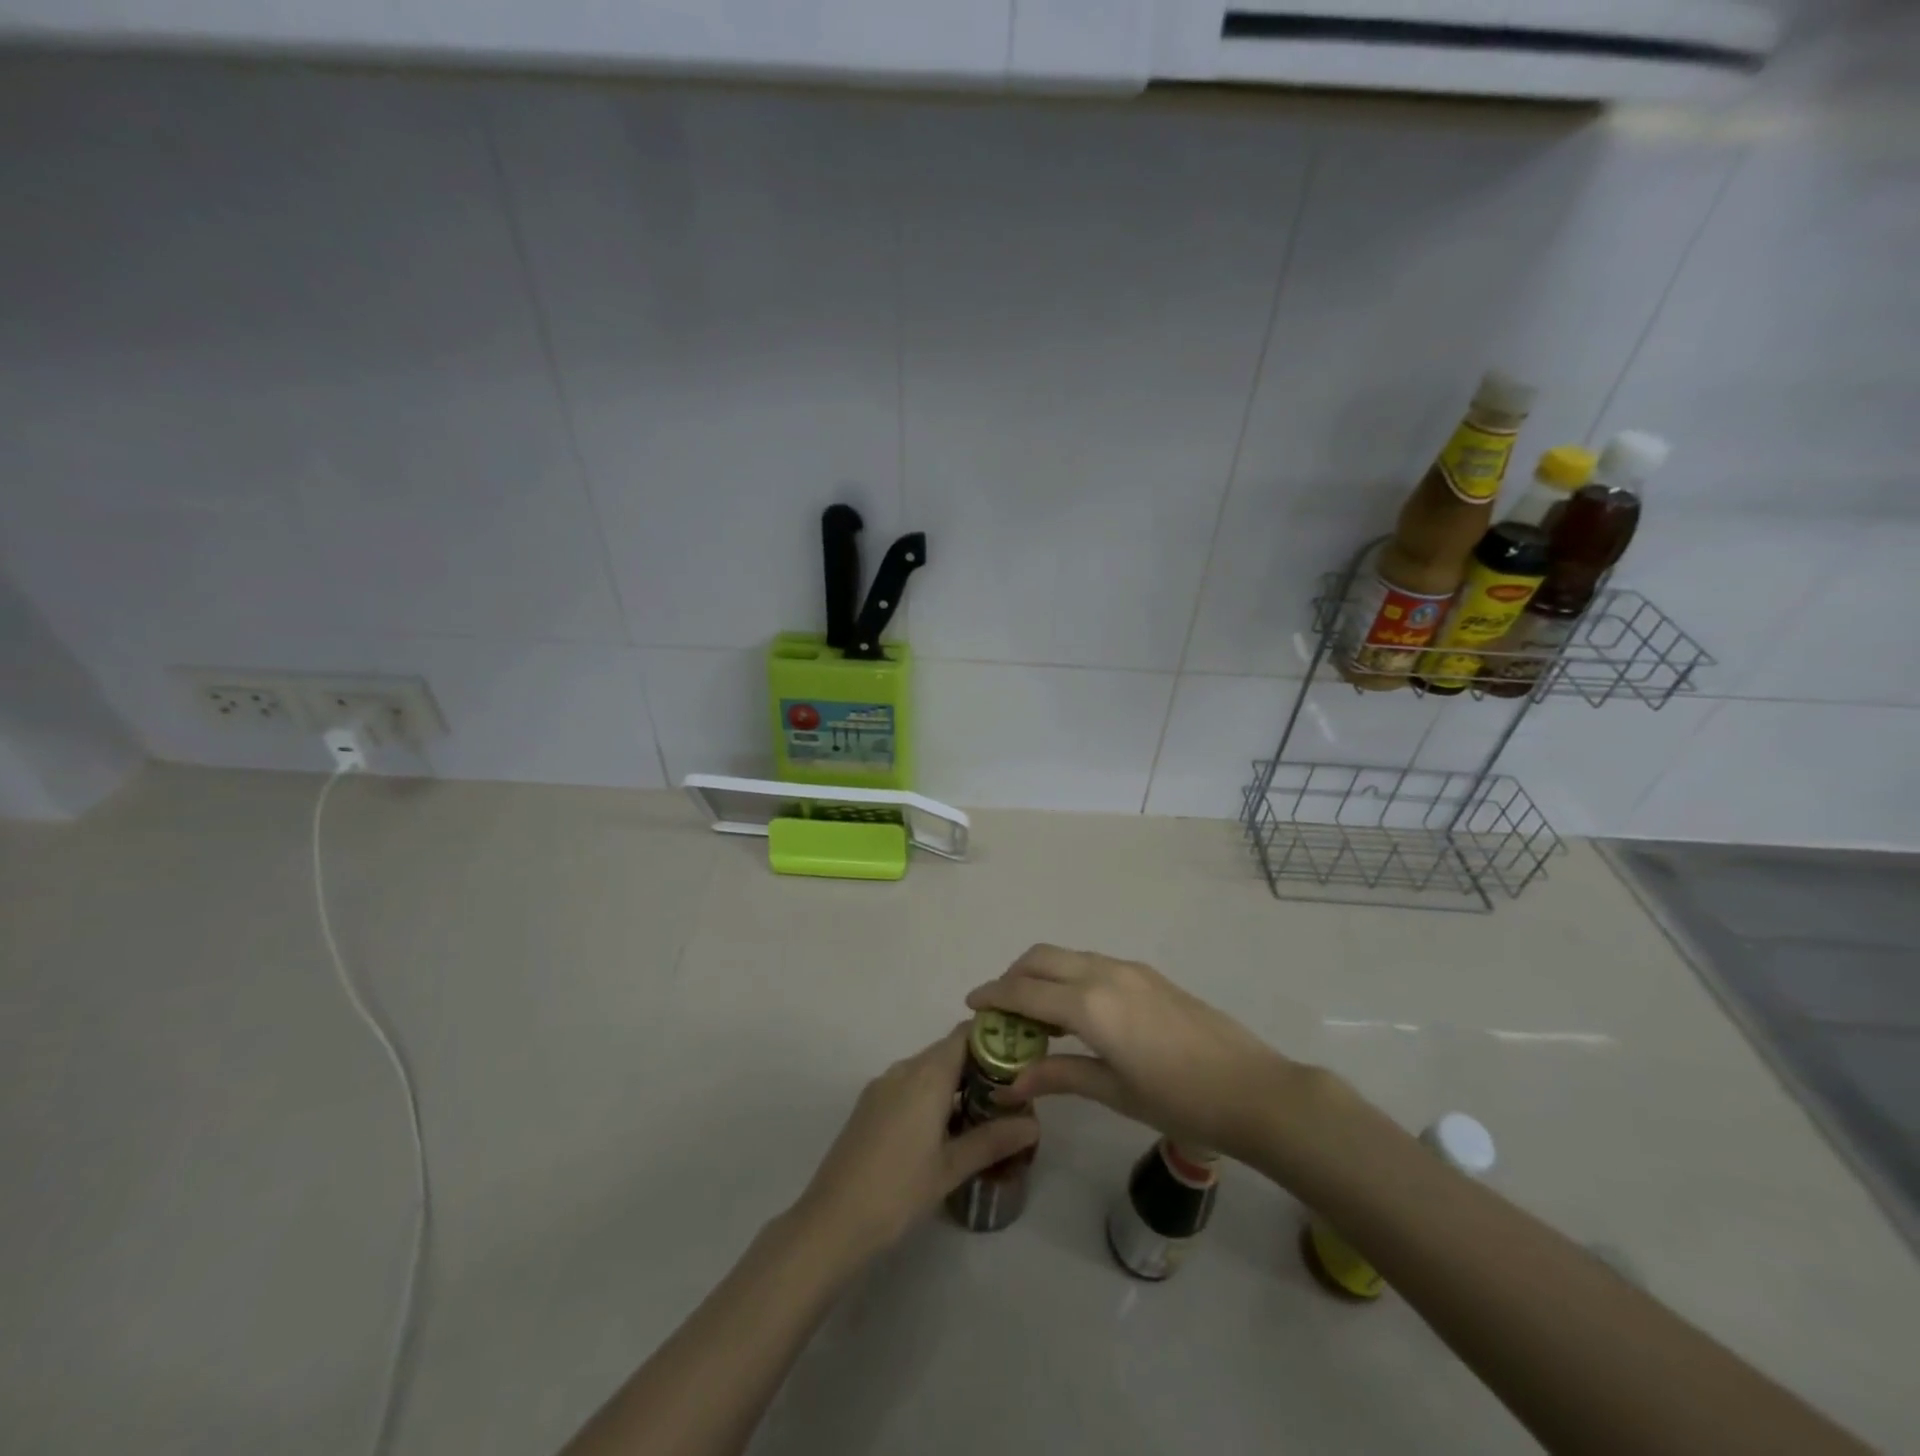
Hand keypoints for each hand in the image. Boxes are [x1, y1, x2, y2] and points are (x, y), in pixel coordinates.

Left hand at [791, 1024, 1038, 1266]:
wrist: (831, 1223)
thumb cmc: (897, 1191)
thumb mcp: (951, 1167)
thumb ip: (993, 1140)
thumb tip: (1034, 1124)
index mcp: (925, 1075)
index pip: (965, 1034)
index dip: (994, 1038)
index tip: (1021, 1056)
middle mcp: (903, 1069)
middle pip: (948, 1051)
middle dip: (980, 1066)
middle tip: (1012, 1092)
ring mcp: (882, 1087)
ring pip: (928, 1070)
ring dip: (956, 1083)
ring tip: (987, 1112)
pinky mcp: (870, 1106)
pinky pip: (909, 1086)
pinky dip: (932, 1096)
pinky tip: (947, 1129)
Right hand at [966, 944, 1297, 1163]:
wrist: (1253, 1089)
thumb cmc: (1180, 1101)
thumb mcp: (1114, 1092)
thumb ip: (1060, 1076)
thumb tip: (1011, 1082)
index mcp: (1090, 1005)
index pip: (1024, 992)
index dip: (993, 996)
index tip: (971, 1005)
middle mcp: (1103, 974)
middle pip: (1041, 959)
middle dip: (1013, 977)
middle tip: (1001, 1010)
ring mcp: (1129, 969)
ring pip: (1067, 956)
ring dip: (1042, 974)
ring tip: (1035, 1013)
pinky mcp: (1147, 974)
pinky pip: (1092, 962)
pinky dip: (1069, 976)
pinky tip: (1076, 1011)